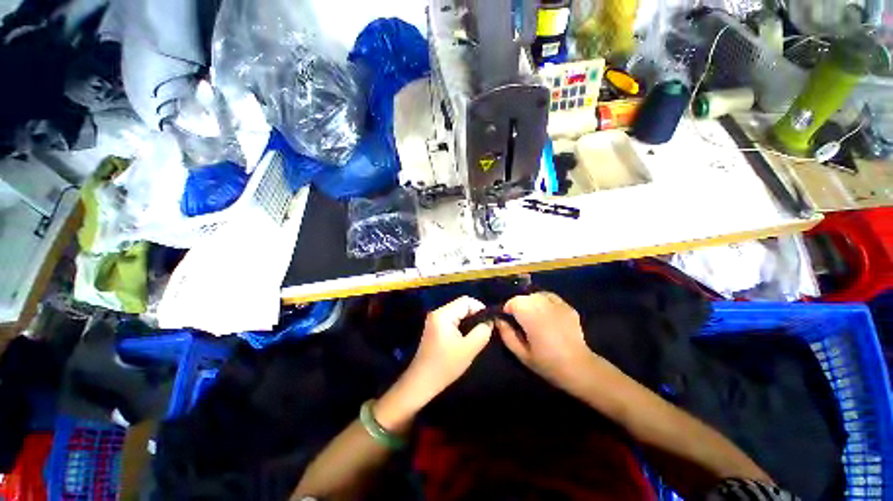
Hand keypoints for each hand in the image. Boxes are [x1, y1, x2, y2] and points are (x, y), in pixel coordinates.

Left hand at [391, 296, 492, 406]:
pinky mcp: (434, 328)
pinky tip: (466, 338)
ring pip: (457, 313)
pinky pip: (452, 320)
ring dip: (468, 321)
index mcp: (443, 314)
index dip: (480, 308)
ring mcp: (434, 320)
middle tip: (485, 329)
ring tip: (478, 334)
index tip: (489, 322)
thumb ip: (482, 332)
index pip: (466, 301)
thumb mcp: (469, 348)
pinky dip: (461, 325)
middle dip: (475, 315)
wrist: (422, 382)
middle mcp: (437, 313)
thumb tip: (489, 321)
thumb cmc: (445, 365)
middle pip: (461, 305)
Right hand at [497, 292, 597, 393]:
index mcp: (531, 316)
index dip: (508, 308)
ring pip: (537, 295)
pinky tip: (545, 313)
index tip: (507, 318)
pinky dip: (544, 301)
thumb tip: (498, 320)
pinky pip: (551, 297)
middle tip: (519, 319)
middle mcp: (543, 305)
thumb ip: (507, 335)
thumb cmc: (547, 363)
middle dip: (519, 305)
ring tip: (532, 315)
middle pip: (525, 297)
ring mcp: (558, 305)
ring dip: (531, 302)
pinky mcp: (568, 307)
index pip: (514, 302)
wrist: (579, 367)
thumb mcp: (521, 353)